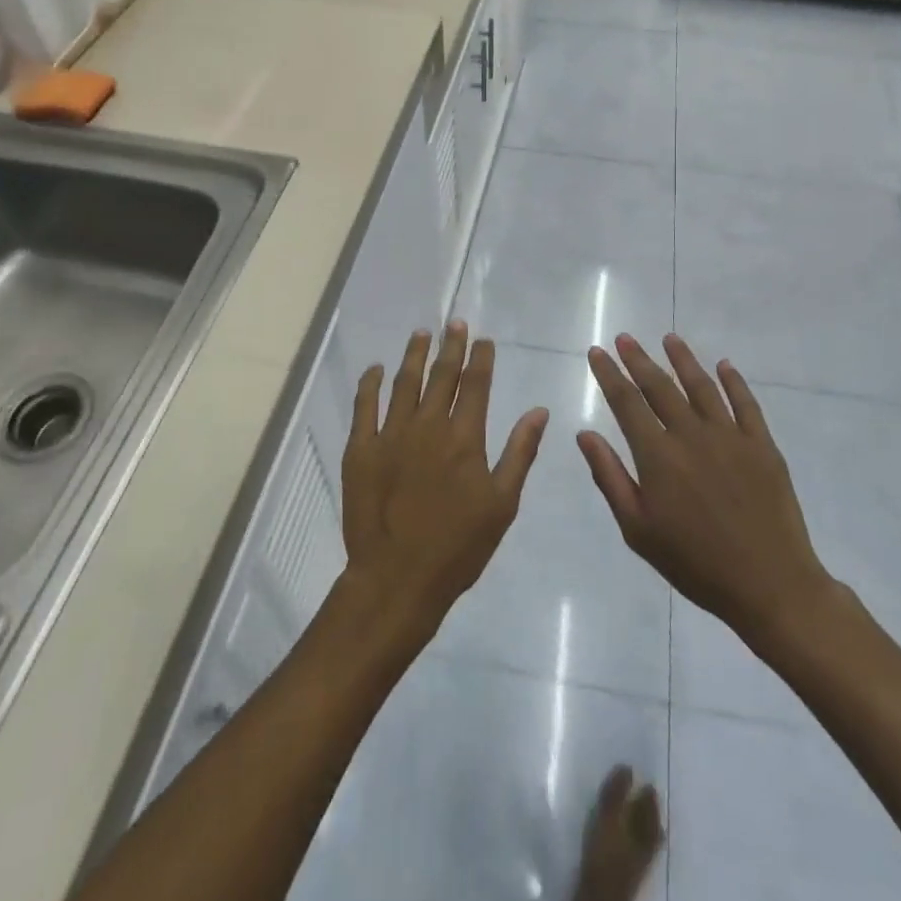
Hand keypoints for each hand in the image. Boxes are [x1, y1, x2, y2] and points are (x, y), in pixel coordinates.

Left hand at [342, 323, 548, 638]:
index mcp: (464, 437)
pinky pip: (365, 406)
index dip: (480, 358)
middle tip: (455, 322)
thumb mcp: (502, 503)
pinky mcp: (361, 449)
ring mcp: (391, 434)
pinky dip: (370, 384)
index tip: (483, 339)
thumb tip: (539, 411)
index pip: (476, 384)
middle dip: (451, 345)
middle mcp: (428, 425)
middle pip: (441, 375)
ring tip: (421, 334)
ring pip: (404, 382)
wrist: (397, 578)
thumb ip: (520, 452)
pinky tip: (375, 369)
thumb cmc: (458, 546)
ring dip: (414, 355)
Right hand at [580, 334, 840, 649]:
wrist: (770, 585)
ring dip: (683, 359)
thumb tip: (585, 434)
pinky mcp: (762, 445)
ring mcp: (730, 436)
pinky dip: (733, 381)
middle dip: (639, 359)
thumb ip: (610, 477)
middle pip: (659, 387)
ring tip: (669, 338)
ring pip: (701, 386)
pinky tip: (724, 365)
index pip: (626, 402)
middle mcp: (691, 435)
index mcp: (658, 455)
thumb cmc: (695, 563)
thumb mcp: (638, 529)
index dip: (609, 375)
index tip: (598, 353)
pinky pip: (746, 403)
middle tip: (625, 338)